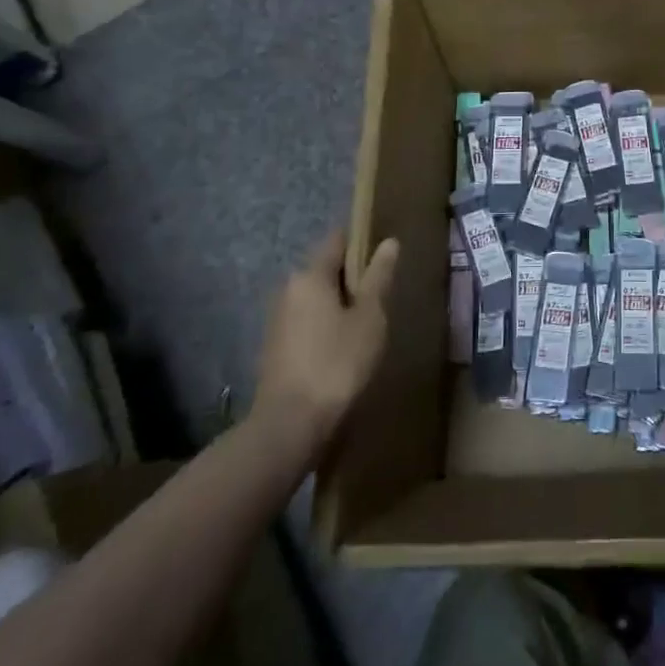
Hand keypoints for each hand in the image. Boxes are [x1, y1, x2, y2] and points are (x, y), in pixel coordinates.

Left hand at [254, 231, 398, 434]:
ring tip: (367, 327)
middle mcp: (288, 289)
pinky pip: (307, 322)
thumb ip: (379, 278)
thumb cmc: (337, 363)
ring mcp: (277, 319)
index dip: (363, 242)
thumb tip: (389, 242)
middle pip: (326, 269)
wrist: (289, 425)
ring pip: (317, 298)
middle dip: (353, 279)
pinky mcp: (275, 347)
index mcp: (310, 275)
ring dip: (340, 305)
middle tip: (382, 300)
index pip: (338, 240)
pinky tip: (344, 349)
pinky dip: (326, 326)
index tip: (385, 259)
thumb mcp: (369, 318)